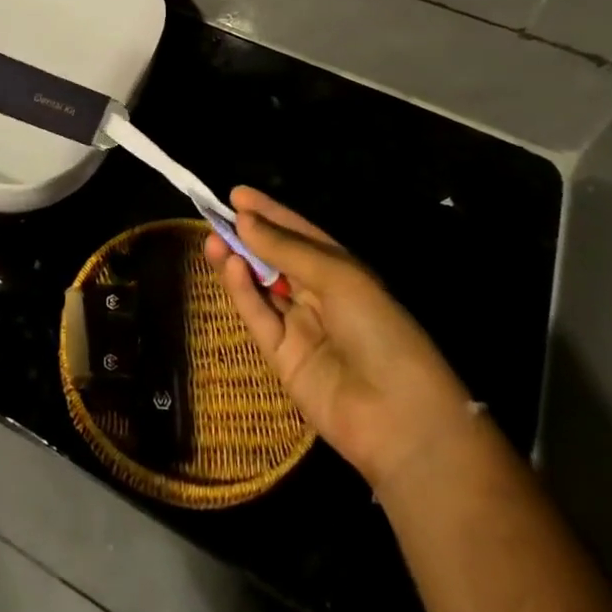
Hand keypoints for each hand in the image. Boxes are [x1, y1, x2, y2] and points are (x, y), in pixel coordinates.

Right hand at [205, 187, 479, 497]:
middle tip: (216, 215)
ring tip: (213, 239)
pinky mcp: (282, 357)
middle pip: (276, 258)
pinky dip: (242, 292)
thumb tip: (243, 218)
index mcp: (342, 272)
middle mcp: (319, 296)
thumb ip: (286, 248)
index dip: (269, 213)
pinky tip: (230, 267)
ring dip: (238, 261)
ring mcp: (299, 327)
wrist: (398, 417)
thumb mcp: (337, 276)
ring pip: (261, 286)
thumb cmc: (378, 329)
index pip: (299, 234)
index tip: (236, 194)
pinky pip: (258, 317)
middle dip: (248, 236)